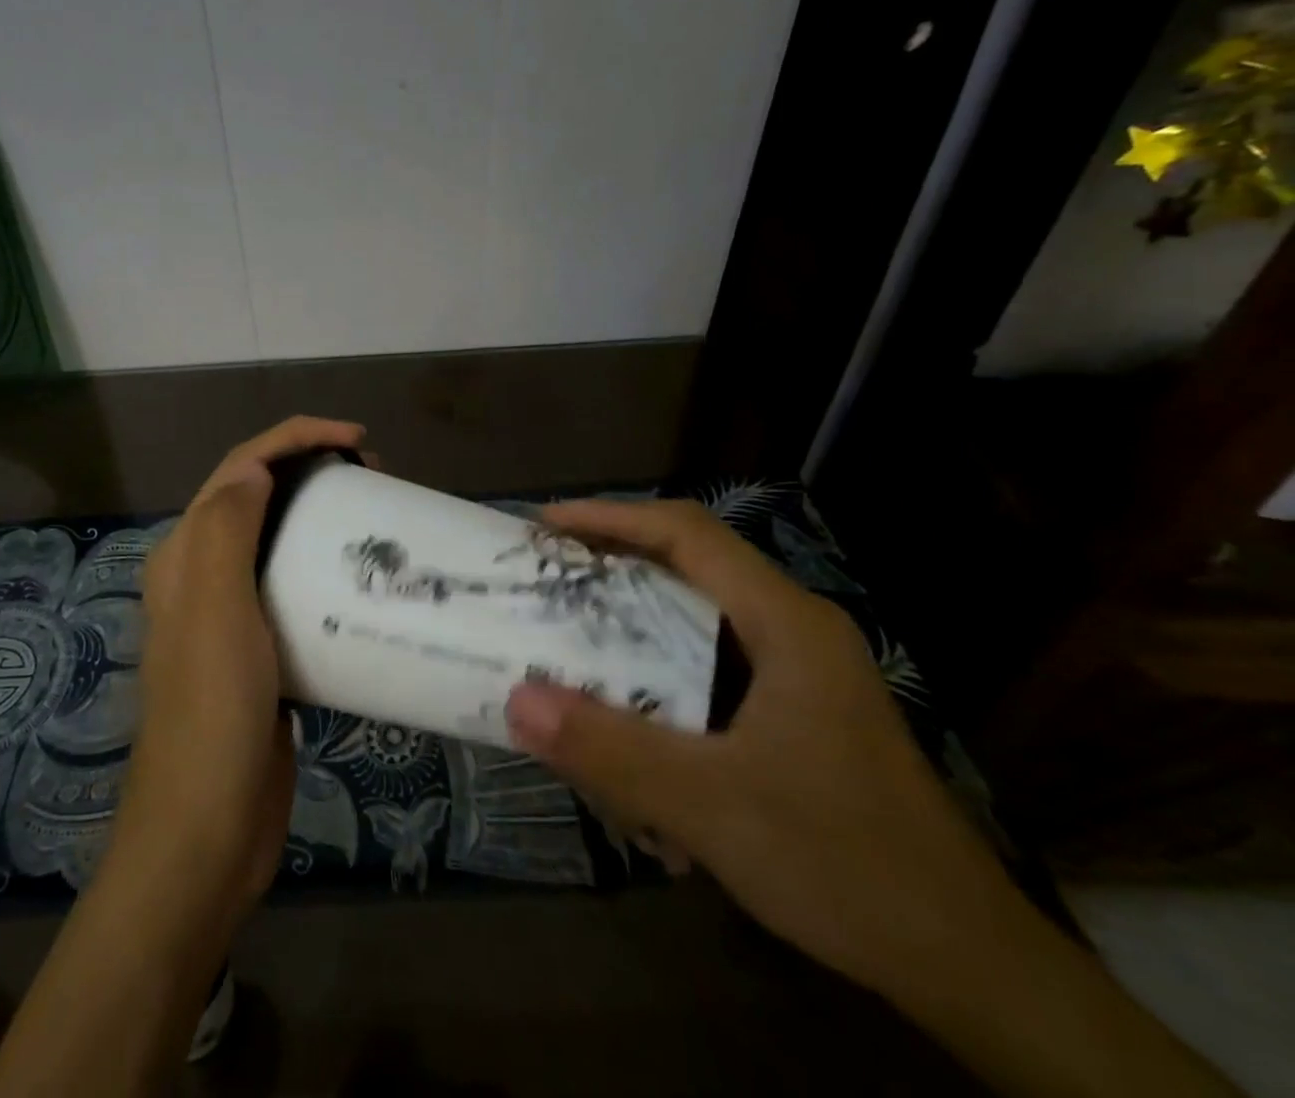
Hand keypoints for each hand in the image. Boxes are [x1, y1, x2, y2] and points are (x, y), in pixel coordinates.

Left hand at [113, 416, 367, 916]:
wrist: (206, 830)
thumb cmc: (212, 713)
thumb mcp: (215, 610)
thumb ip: (226, 529)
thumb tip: (255, 469)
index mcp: (186, 553)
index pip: (240, 467)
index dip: (295, 438)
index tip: (357, 440)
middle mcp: (203, 574)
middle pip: (259, 495)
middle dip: (311, 468)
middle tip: (374, 476)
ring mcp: (232, 614)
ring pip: (279, 539)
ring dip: (321, 515)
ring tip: (375, 515)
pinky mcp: (262, 650)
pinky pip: (296, 588)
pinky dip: (326, 568)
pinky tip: (363, 580)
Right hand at [504, 499, 1237, 1097]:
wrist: (970, 967)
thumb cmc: (846, 864)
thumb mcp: (712, 806)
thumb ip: (610, 750)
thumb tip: (515, 700)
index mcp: (787, 623)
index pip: (688, 534)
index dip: (611, 518)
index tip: (545, 526)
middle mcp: (795, 630)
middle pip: (691, 565)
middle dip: (613, 563)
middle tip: (545, 576)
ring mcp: (801, 672)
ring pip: (699, 617)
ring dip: (634, 619)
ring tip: (571, 633)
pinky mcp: (797, 712)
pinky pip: (711, 665)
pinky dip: (660, 671)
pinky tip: (628, 716)